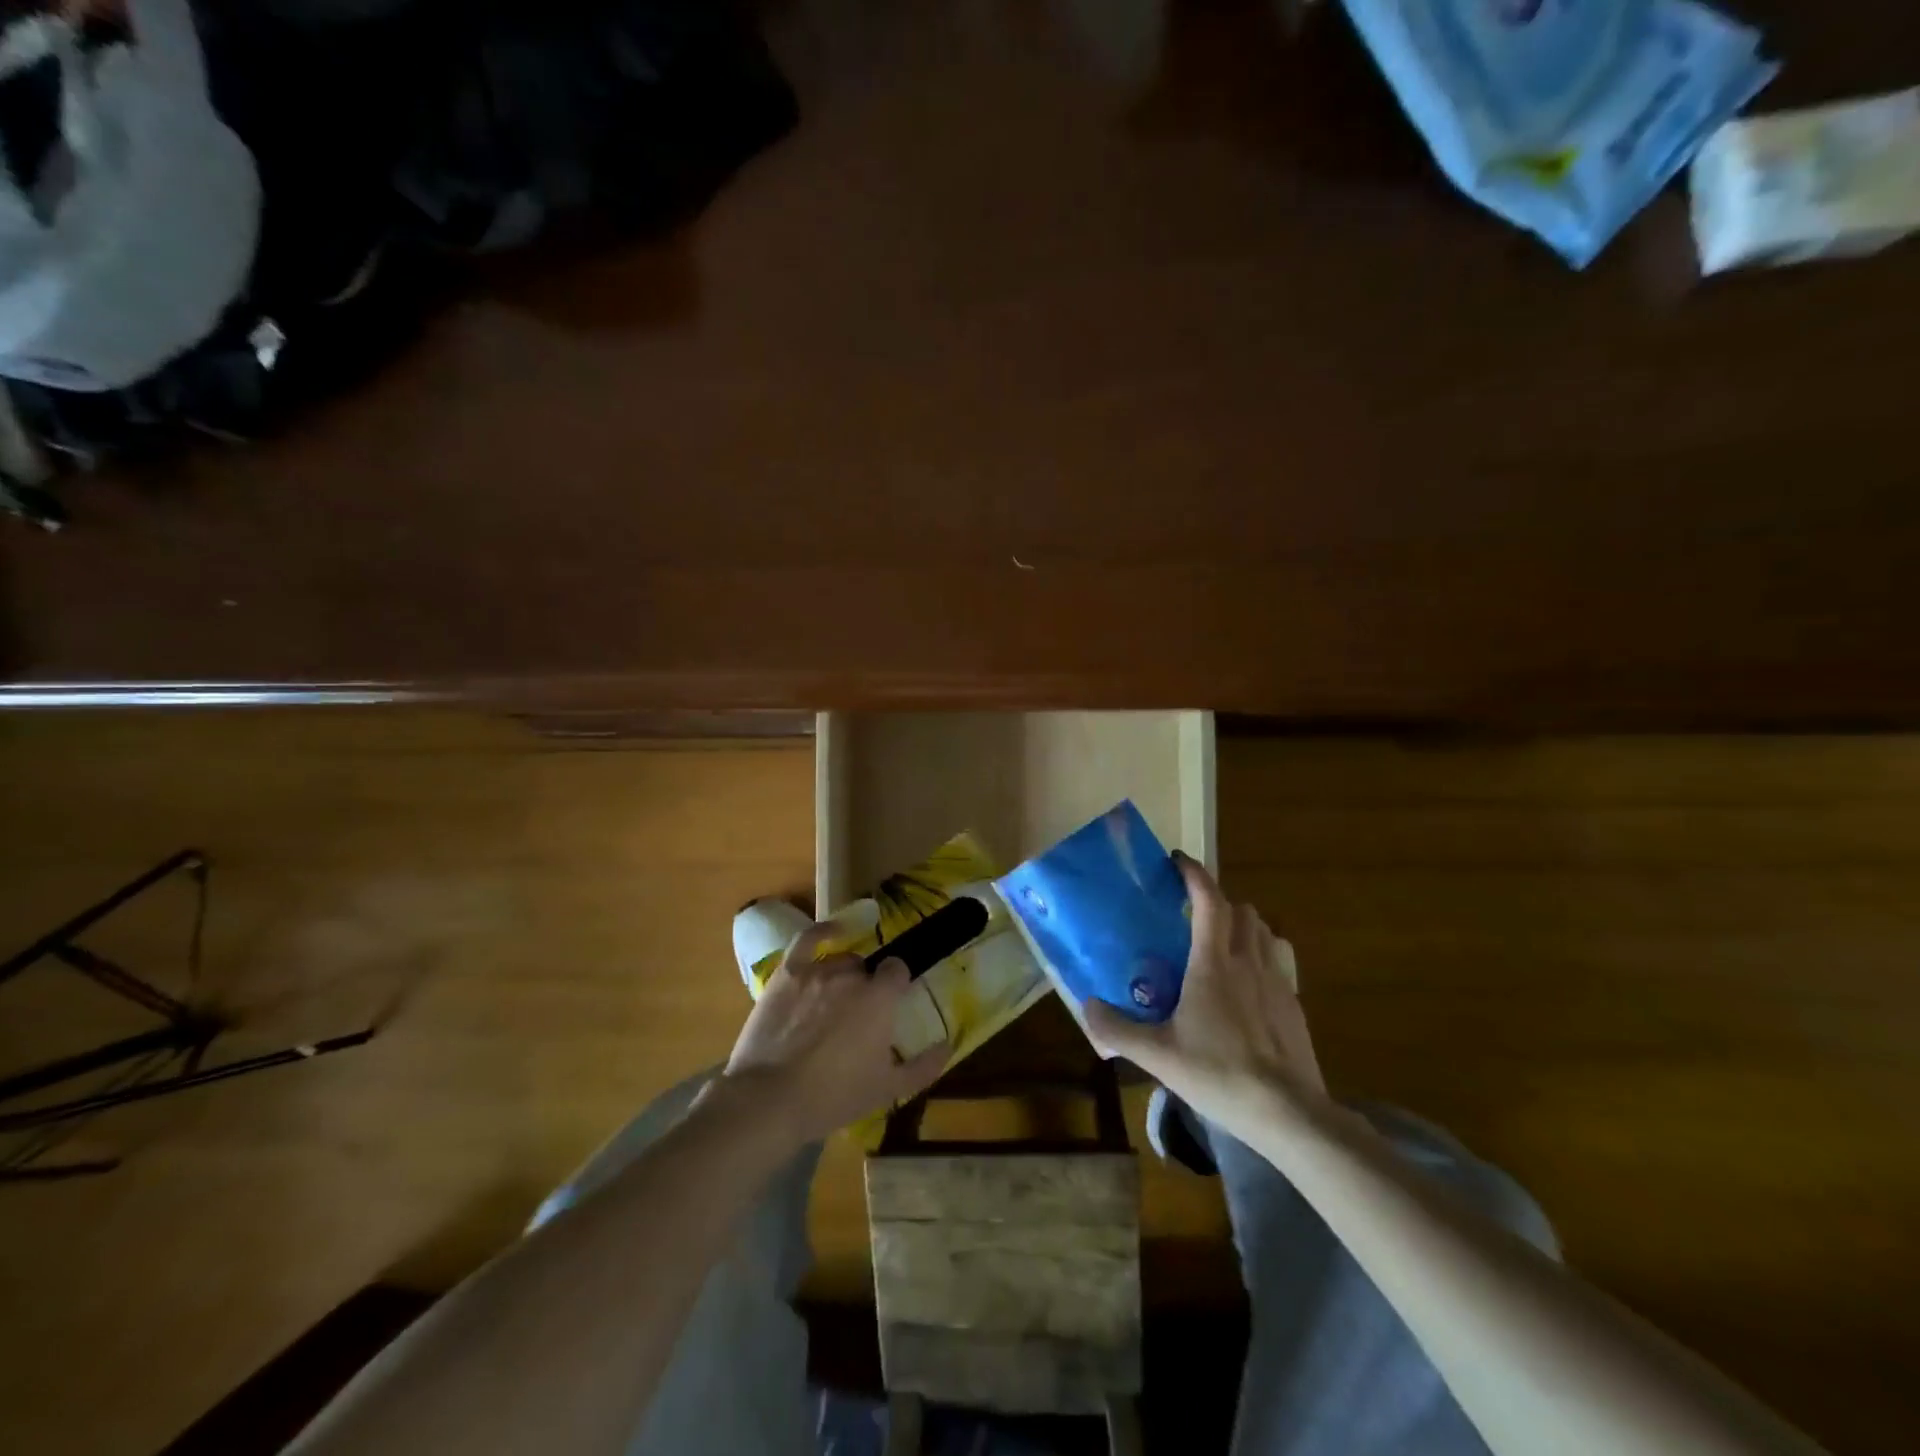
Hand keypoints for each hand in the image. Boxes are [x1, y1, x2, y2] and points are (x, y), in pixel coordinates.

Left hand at [721, 923, 950, 1144]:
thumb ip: (923, 1067)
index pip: (897, 971)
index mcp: (880, 998)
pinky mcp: (787, 974)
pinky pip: (808, 941)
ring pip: (840, 961)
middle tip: (859, 1018)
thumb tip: (947, 1046)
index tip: (892, 1003)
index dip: (896, 984)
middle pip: (867, 969)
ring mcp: (817, 971)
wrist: (770, 1099)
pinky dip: (822, 932)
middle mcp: (852, 975)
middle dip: (867, 987)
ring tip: (834, 1003)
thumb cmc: (833, 1095)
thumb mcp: (887, 1090)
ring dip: (843, 975)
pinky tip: (831, 932)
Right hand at [1085, 854, 1326, 1136]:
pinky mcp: (1295, 1004)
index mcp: (1213, 963)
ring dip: (1243, 924)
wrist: (1287, 1112)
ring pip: (1264, 930)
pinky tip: (1249, 983)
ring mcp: (1278, 980)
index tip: (1177, 861)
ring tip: (1222, 942)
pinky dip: (1264, 954)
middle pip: (1240, 909)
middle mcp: (1248, 960)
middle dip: (1217, 900)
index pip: (1209, 900)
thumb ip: (1117, 1029)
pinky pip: (1280, 960)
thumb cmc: (1218, 1074)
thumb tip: (1087, 1006)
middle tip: (1192, 914)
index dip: (1194, 874)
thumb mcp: (1157, 1055)